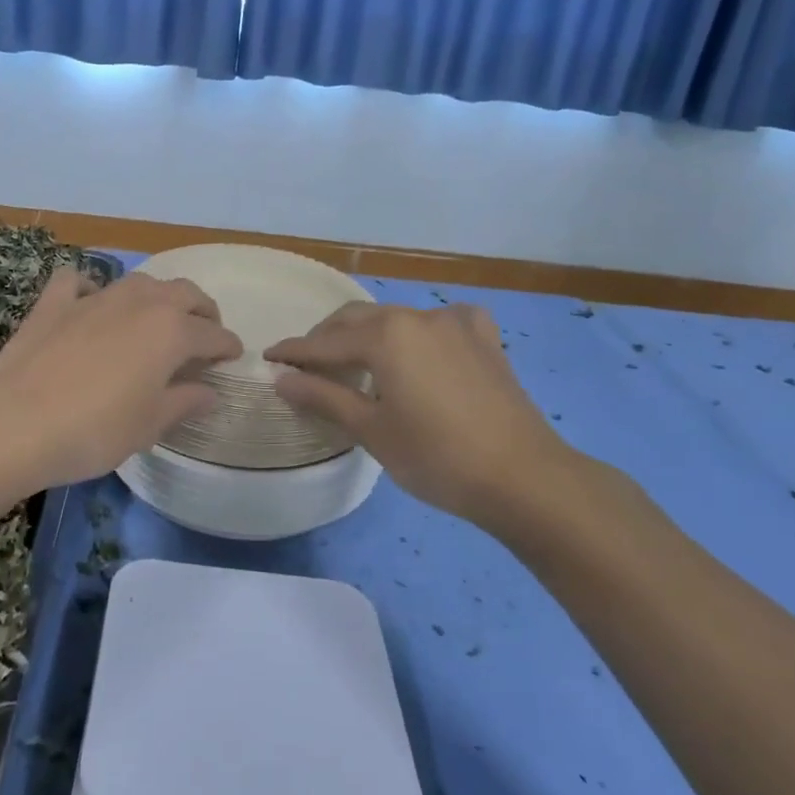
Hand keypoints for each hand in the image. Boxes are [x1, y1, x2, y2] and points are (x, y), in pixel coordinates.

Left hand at [0, 267, 242, 493]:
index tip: (233, 356)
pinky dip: (90, 288)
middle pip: (184, 293)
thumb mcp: (149, 425)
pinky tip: (89, 303)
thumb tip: (210, 391)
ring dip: (157, 296)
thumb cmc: (94, 431)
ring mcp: (94, 297)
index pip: (213, 334)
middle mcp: (139, 303)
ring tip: (158, 317)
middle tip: (204, 332)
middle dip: (202, 310)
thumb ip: (185, 402)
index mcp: (171, 332)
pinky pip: (78, 281)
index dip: (227, 346)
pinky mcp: (54, 303)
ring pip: (139, 281)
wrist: (14, 423)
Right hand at [265, 301, 589, 535]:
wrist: (525, 478)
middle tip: (306, 364)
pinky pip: (437, 323)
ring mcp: (455, 323)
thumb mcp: (372, 431)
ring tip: (355, 362)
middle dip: (327, 338)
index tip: (269, 358)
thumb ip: (324, 397)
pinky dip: (415, 333)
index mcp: (387, 335)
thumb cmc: (438, 458)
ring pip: (396, 319)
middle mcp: (418, 316)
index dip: (295, 352)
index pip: (326, 343)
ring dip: (368, 335)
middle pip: (358, 320)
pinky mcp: (483, 338)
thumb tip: (282, 379)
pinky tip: (418, 350)